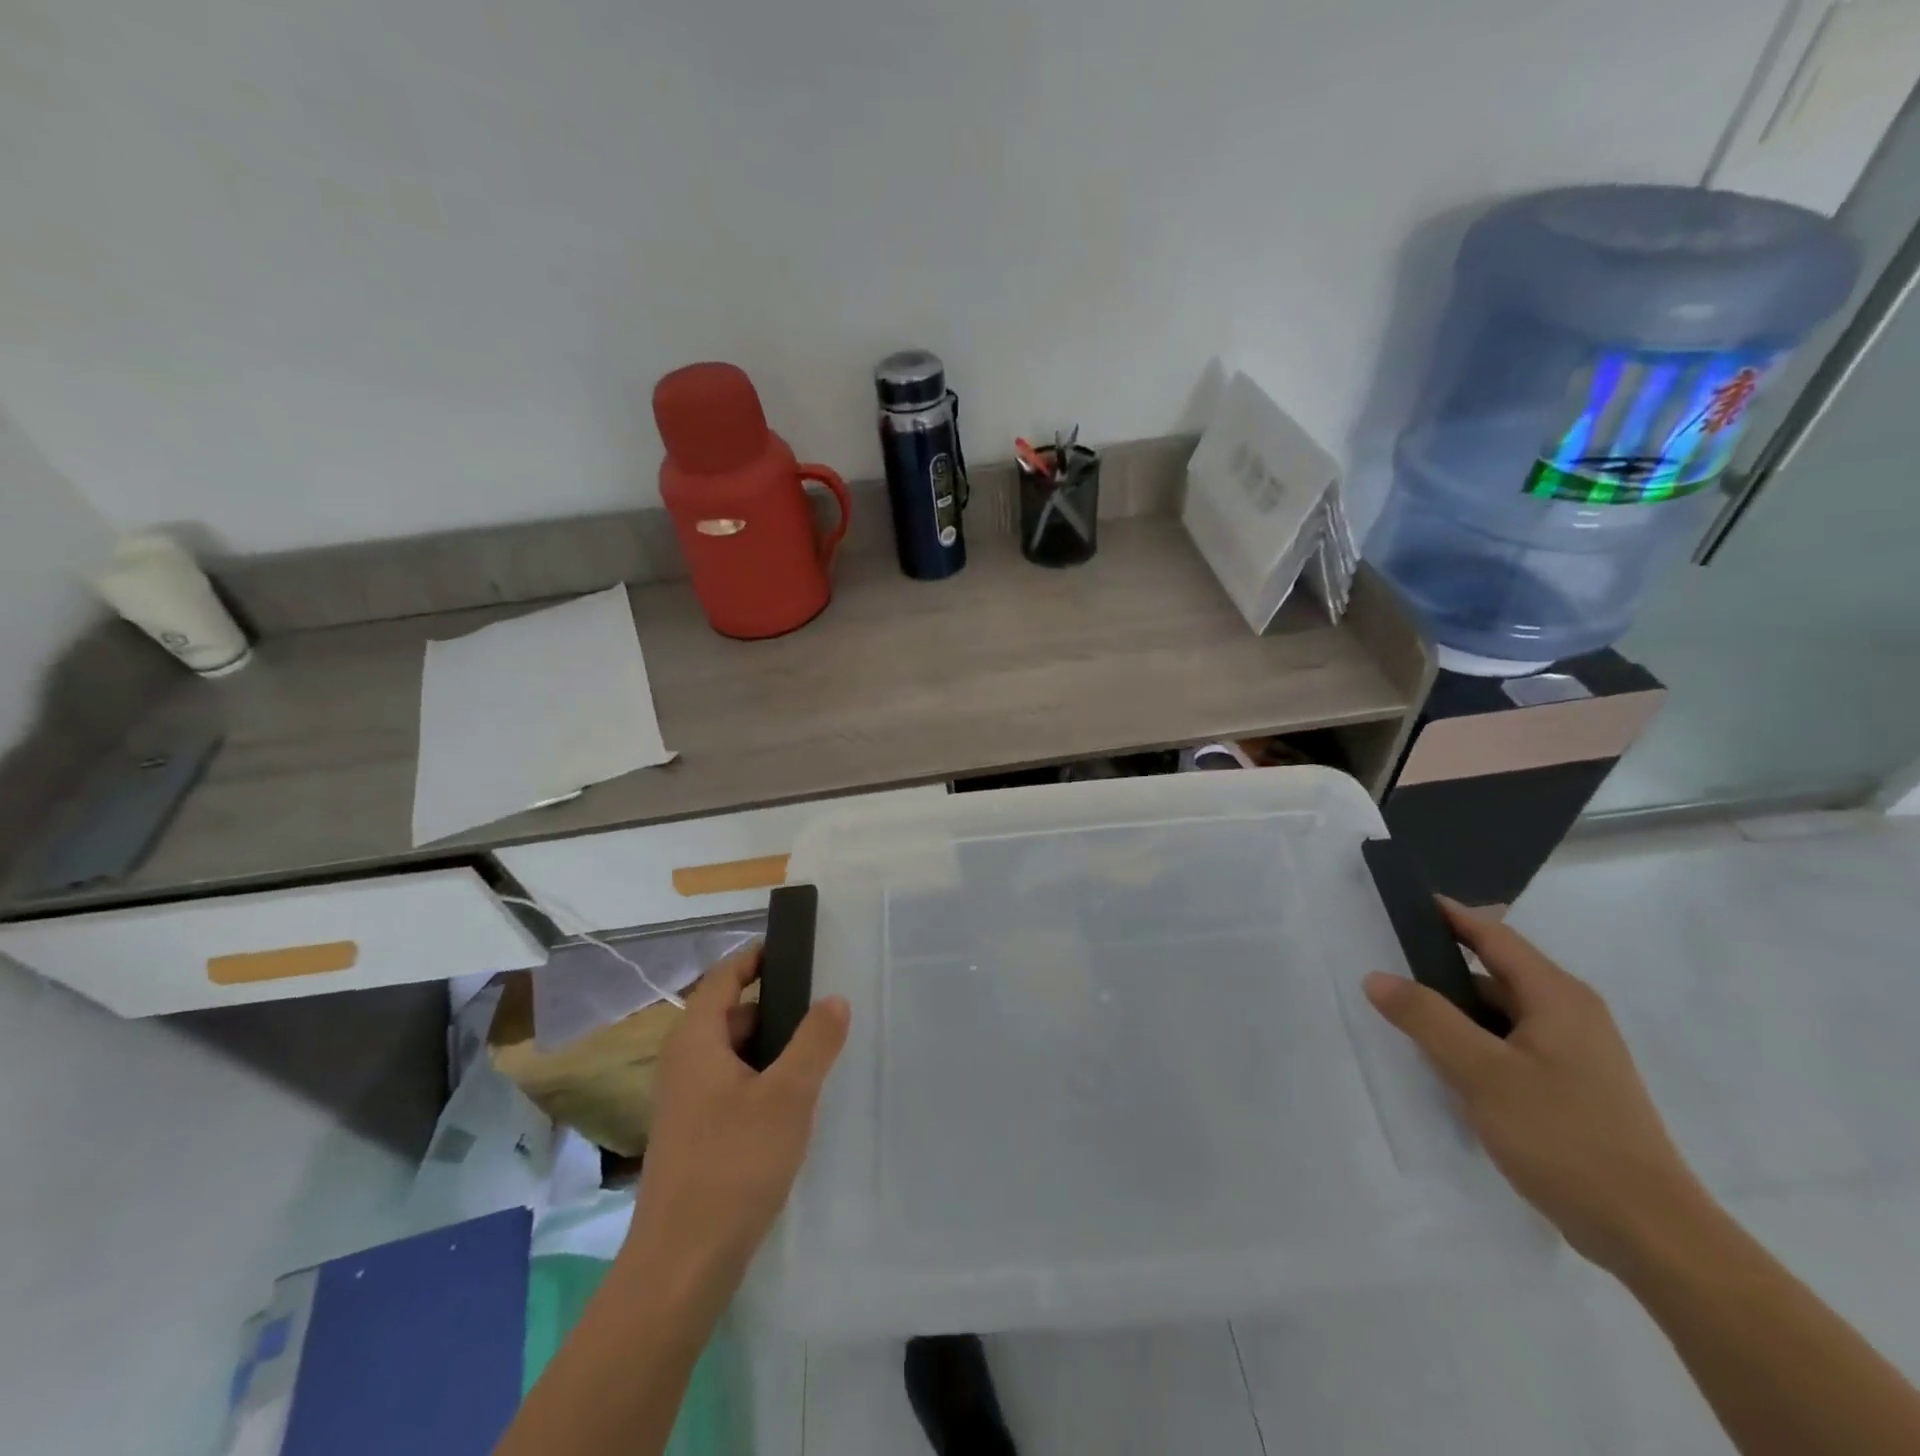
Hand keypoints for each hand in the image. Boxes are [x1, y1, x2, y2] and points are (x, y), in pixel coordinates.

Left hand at [627, 944, 850, 1281]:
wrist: (682, 1265)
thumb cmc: (733, 1165)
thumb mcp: (788, 1095)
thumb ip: (815, 1041)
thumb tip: (834, 998)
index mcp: (696, 1040)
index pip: (725, 976)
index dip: (757, 956)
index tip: (796, 947)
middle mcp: (683, 1062)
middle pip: (730, 1014)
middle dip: (775, 1006)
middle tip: (823, 1006)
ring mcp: (686, 1100)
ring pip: (733, 1053)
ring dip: (772, 1047)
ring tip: (818, 1052)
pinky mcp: (695, 1133)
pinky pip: (732, 1085)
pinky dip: (762, 1078)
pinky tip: (794, 1102)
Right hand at [1363, 901, 1709, 1275]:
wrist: (1650, 1235)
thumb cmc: (1564, 1137)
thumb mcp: (1482, 1072)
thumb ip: (1426, 1018)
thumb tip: (1377, 976)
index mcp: (1557, 996)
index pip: (1492, 935)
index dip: (1447, 915)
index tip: (1402, 902)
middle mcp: (1569, 1014)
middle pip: (1493, 972)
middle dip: (1440, 966)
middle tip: (1384, 962)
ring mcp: (1572, 1053)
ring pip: (1498, 1012)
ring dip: (1453, 1010)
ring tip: (1400, 1014)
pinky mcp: (1568, 1086)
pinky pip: (1507, 1044)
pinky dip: (1472, 1041)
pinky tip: (1442, 1062)